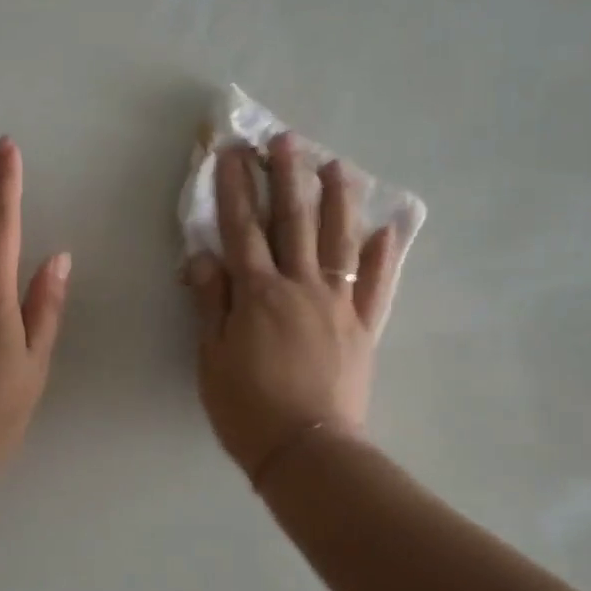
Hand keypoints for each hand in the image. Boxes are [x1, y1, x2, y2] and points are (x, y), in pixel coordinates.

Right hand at [187, 134, 398, 480]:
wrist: (306, 451)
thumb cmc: (246, 408)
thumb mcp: (211, 357)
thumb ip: (210, 302)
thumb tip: (203, 255)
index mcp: (258, 294)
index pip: (242, 229)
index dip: (234, 189)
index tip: (231, 154)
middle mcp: (300, 287)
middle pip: (294, 223)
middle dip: (287, 178)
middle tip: (286, 140)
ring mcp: (337, 305)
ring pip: (340, 242)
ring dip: (338, 201)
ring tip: (337, 166)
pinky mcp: (363, 328)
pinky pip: (375, 286)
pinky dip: (382, 257)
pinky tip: (386, 231)